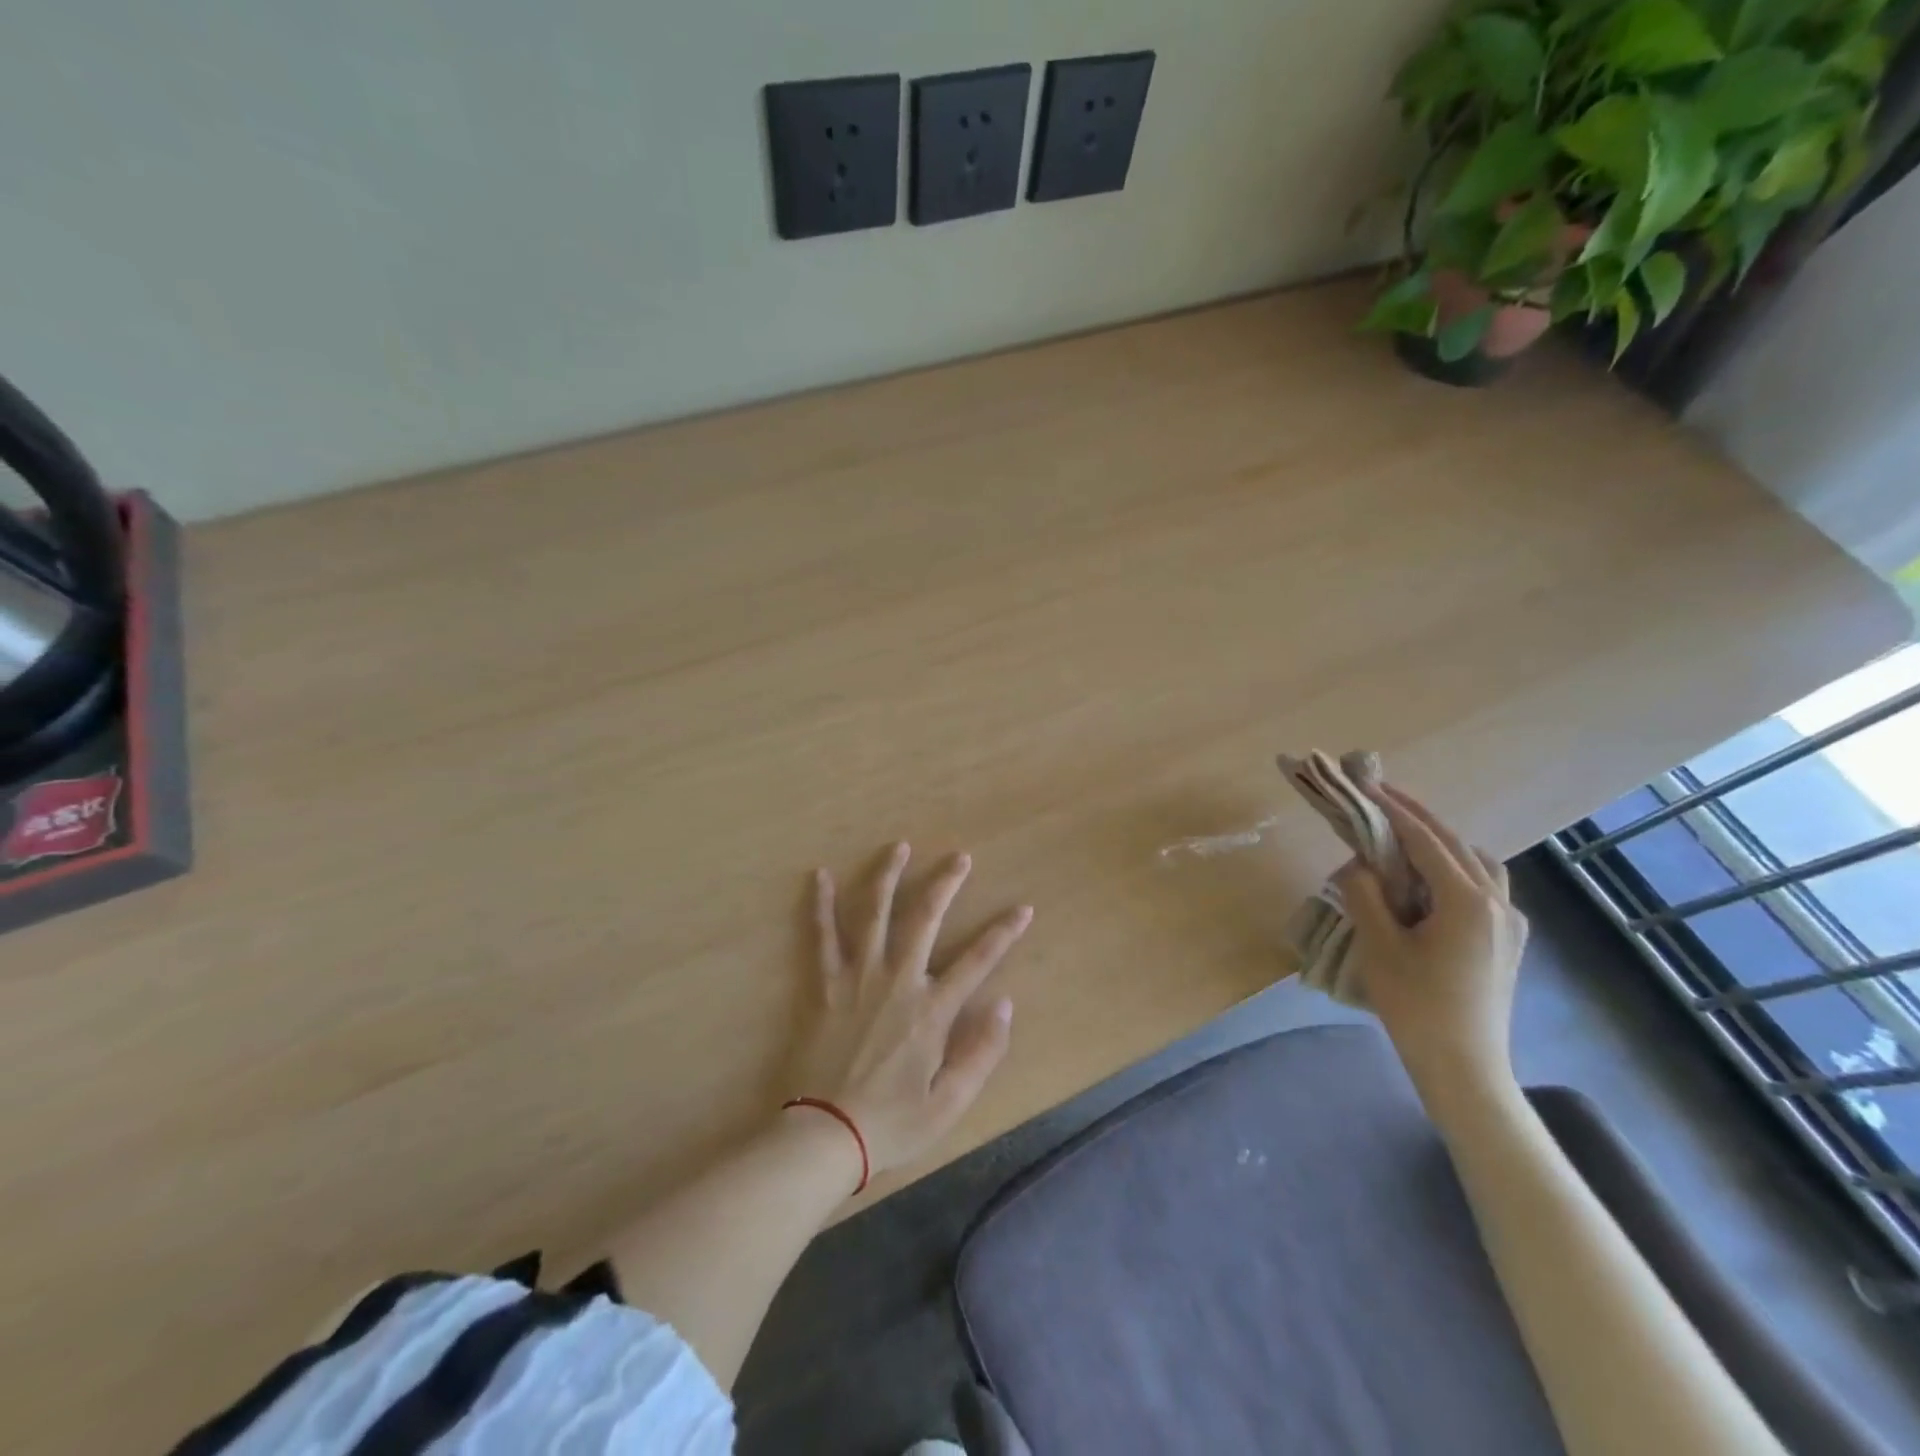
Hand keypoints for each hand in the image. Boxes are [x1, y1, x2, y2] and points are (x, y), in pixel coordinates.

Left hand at [791, 843, 1030, 1176]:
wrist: (823, 1136)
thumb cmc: (891, 1124)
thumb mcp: (950, 1103)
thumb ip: (982, 1053)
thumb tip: (1005, 1004)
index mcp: (931, 1010)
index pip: (977, 960)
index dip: (1003, 932)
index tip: (1022, 907)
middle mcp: (897, 981)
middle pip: (925, 918)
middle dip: (945, 884)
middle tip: (959, 857)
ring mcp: (858, 977)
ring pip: (875, 914)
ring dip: (888, 876)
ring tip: (899, 846)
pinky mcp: (825, 984)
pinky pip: (822, 937)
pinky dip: (821, 905)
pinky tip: (821, 876)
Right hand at [1335, 785, 1526, 1094]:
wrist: (1464, 1067)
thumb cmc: (1417, 1006)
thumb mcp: (1379, 946)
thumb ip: (1365, 894)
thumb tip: (1358, 864)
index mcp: (1467, 901)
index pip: (1426, 840)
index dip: (1394, 810)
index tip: (1367, 785)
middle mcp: (1498, 904)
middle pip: (1456, 844)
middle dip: (1417, 818)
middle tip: (1380, 797)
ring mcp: (1511, 924)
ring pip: (1478, 863)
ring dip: (1441, 842)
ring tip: (1405, 837)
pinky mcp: (1509, 942)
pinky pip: (1485, 887)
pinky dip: (1456, 868)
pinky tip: (1431, 881)